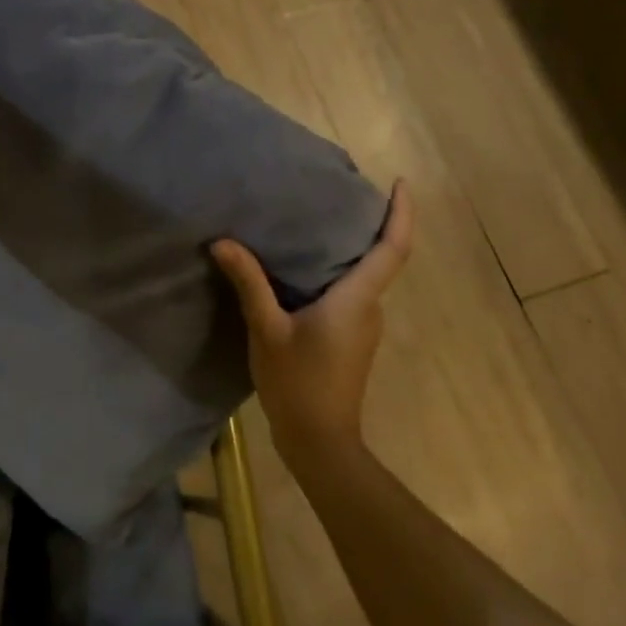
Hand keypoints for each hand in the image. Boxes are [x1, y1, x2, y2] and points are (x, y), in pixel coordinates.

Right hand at [211, 182, 412, 470]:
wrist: (319, 442)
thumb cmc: (298, 383)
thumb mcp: (267, 329)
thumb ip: (250, 283)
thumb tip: (223, 242)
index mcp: (357, 299)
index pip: (393, 248)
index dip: (402, 214)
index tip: (400, 183)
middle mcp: (370, 307)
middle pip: (381, 257)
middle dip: (370, 224)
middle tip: (339, 192)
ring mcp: (364, 325)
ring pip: (364, 276)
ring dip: (350, 249)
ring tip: (316, 221)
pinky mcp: (353, 339)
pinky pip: (351, 293)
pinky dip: (337, 271)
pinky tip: (304, 266)